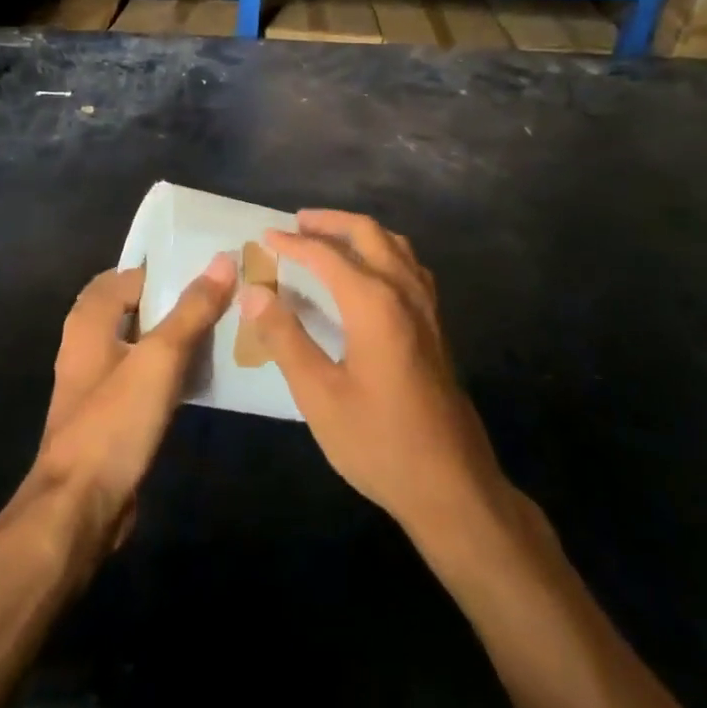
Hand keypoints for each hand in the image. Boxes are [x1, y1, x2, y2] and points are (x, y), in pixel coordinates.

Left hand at [27, 257, 234, 552]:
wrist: (78, 508)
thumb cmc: (114, 423)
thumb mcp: (160, 360)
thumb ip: (191, 310)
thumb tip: (222, 260)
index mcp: (90, 319)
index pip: (132, 274)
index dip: (170, 268)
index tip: (213, 266)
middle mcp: (88, 341)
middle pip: (138, 306)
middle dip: (176, 299)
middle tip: (225, 294)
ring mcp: (97, 380)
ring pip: (143, 341)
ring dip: (176, 333)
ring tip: (223, 326)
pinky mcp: (110, 412)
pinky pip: (144, 374)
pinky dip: (170, 366)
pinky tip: (203, 372)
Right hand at [245, 211, 506, 541]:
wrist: (452, 485)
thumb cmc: (378, 442)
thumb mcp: (319, 395)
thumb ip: (285, 338)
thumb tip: (254, 292)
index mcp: (374, 303)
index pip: (326, 255)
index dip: (292, 243)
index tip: (263, 237)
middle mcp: (404, 291)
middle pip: (368, 233)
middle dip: (330, 222)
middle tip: (296, 224)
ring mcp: (426, 307)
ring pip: (394, 244)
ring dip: (360, 232)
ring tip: (329, 238)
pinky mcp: (436, 325)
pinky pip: (409, 265)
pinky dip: (383, 251)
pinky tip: (370, 272)